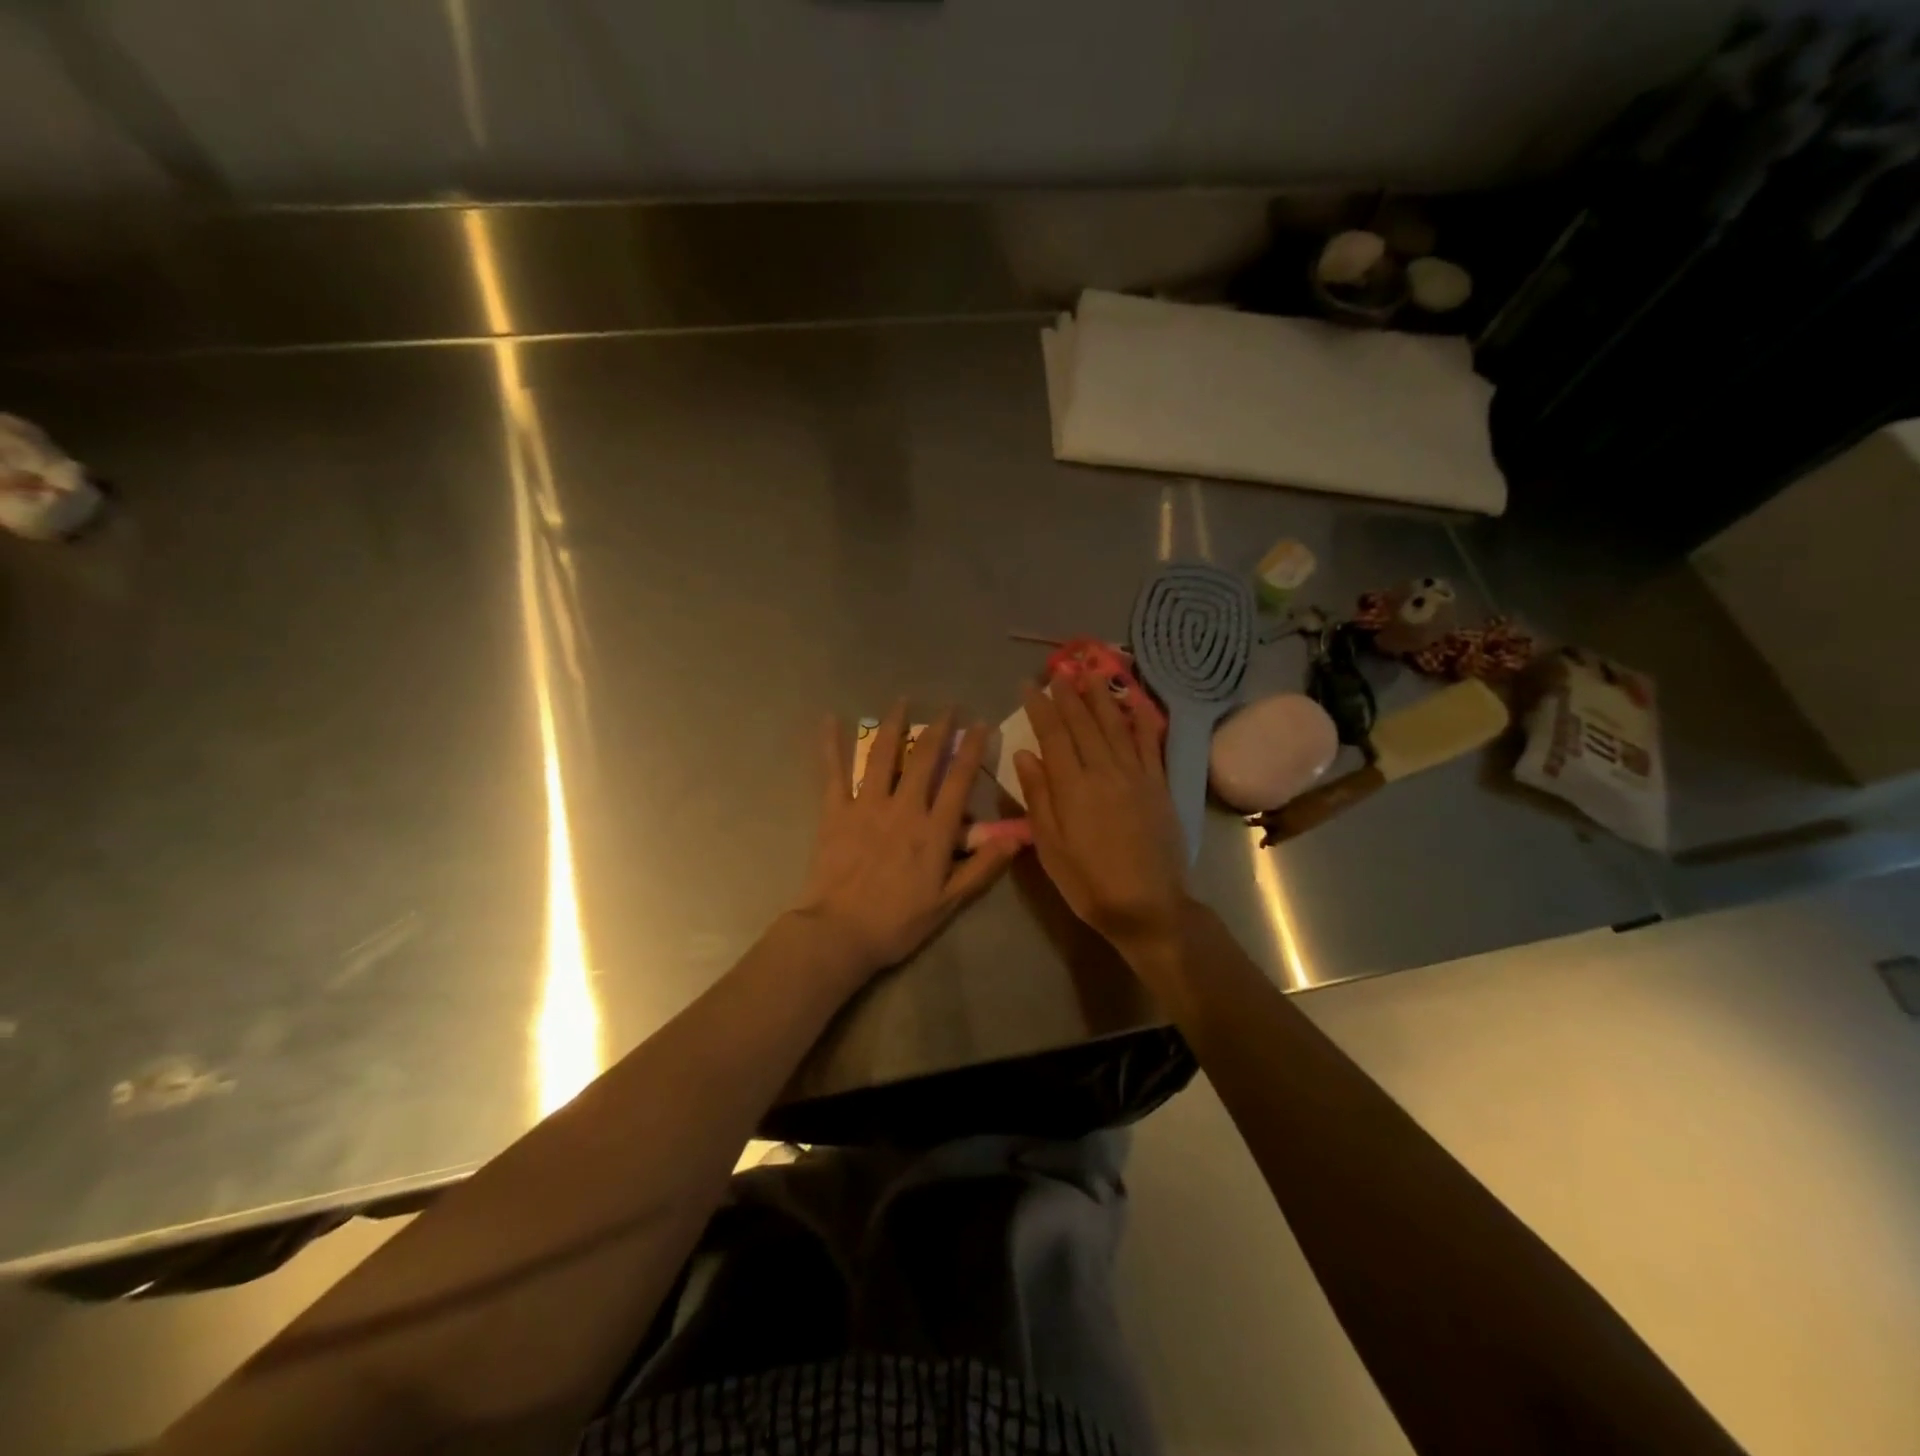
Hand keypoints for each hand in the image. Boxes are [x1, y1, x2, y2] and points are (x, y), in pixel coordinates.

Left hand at [794, 702, 1020, 979]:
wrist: (840, 933)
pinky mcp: (835, 812)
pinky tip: (829, 720)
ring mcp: (866, 806)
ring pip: (882, 756)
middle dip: (938, 729)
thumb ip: (982, 867)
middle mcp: (903, 808)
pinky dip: (832, 745)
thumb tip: (1018, 838)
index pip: (958, 780)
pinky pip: (834, 772)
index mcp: (933, 831)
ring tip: (902, 701)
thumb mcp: (949, 902)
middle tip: (947, 707)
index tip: (980, 725)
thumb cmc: (898, 922)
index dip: (971, 749)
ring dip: (894, 725)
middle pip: (923, 759)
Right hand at [1013, 678, 1190, 960]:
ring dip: (1102, 697)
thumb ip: (1038, 796)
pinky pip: (1150, 744)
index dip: (1040, 707)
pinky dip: (1141, 721)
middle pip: (1084, 723)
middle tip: (1059, 671)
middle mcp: (1104, 771)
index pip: (1053, 734)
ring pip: (1115, 726)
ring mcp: (1136, 775)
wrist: (1148, 905)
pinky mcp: (1159, 785)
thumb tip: (1025, 753)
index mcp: (1072, 786)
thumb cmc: (1088, 882)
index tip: (1029, 685)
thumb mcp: (1050, 846)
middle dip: (1069, 695)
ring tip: (1091, 672)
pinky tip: (1134, 704)